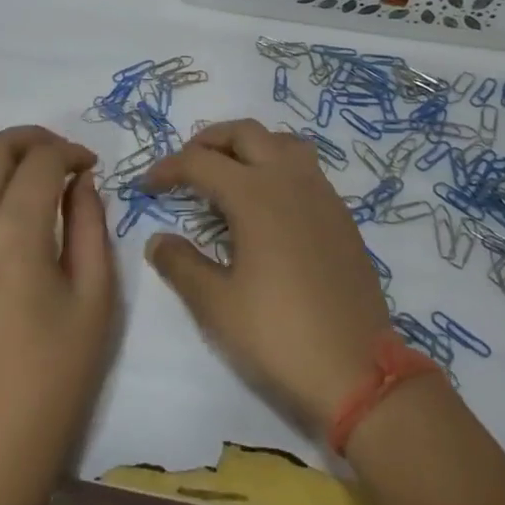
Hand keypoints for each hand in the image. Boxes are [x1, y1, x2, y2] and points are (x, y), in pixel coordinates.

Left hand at [0, 127, 117, 504]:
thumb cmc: (54, 374)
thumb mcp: (94, 297)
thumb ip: (89, 225)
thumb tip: (79, 182)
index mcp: (14, 234)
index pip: (41, 161)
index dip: (71, 151)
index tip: (89, 165)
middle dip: (32, 140)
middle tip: (61, 159)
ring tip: (23, 175)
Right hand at [141, 120, 389, 434]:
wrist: (357, 371)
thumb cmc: (278, 335)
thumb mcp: (216, 305)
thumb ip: (181, 265)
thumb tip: (158, 240)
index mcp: (255, 195)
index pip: (200, 162)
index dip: (168, 168)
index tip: (147, 186)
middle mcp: (290, 180)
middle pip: (245, 133)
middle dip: (209, 141)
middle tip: (187, 166)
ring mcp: (322, 195)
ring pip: (282, 142)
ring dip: (249, 146)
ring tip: (229, 174)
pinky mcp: (342, 216)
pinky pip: (306, 169)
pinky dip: (278, 167)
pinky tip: (268, 206)